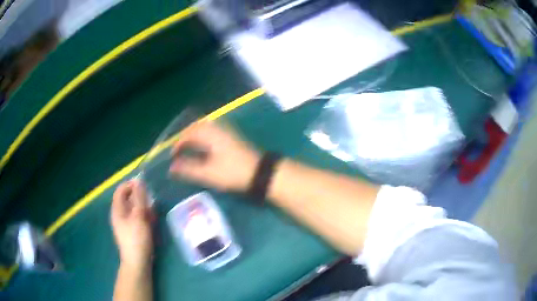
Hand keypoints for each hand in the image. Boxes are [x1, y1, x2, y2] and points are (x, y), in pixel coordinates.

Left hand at [111, 179, 152, 270]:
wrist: (137, 262)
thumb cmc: (137, 238)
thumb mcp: (139, 216)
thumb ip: (139, 198)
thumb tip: (139, 181)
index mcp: (117, 209)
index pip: (121, 190)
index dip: (131, 185)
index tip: (144, 186)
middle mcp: (119, 214)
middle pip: (128, 199)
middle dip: (140, 197)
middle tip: (151, 201)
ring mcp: (125, 223)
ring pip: (133, 208)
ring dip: (143, 207)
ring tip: (153, 213)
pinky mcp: (131, 231)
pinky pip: (136, 218)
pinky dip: (143, 216)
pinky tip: (151, 221)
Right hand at [169, 122, 259, 190]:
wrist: (260, 172)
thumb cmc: (232, 172)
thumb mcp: (208, 173)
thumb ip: (188, 169)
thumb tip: (171, 167)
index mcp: (210, 134)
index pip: (189, 134)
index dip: (178, 144)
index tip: (173, 155)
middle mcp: (218, 128)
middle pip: (197, 126)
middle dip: (186, 135)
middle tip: (179, 147)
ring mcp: (227, 131)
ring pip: (206, 127)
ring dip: (195, 134)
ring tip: (189, 146)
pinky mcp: (233, 137)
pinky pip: (213, 131)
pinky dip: (204, 136)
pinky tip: (205, 146)